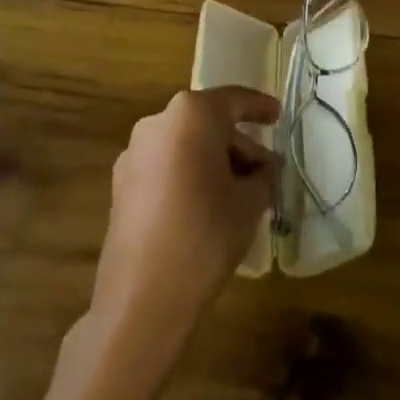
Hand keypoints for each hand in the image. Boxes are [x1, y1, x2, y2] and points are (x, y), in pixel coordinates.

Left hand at [90, 87, 278, 346]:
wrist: (142, 299)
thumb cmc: (205, 234)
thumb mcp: (249, 202)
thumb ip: (261, 175)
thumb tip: (263, 170)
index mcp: (191, 114)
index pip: (234, 100)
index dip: (259, 107)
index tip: (277, 116)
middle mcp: (157, 122)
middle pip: (208, 124)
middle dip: (238, 145)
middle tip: (265, 172)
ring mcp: (134, 154)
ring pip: (185, 146)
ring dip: (213, 162)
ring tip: (240, 193)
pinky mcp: (121, 185)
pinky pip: (165, 167)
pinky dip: (188, 176)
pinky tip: (207, 207)